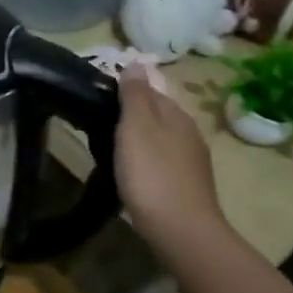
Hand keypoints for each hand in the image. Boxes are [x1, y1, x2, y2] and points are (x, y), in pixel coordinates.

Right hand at [114, 66, 222, 245]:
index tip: (101, 91)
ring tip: (112, 141)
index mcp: (176, 114)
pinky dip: (147, 156)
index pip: (152, 88)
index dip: (128, 87)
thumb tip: (136, 62)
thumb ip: (135, 94)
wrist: (181, 230)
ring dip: (141, 135)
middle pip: (159, 112)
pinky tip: (133, 168)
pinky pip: (163, 159)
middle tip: (101, 115)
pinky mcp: (187, 185)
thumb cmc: (152, 173)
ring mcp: (191, 161)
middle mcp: (189, 132)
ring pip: (161, 136)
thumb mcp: (137, 126)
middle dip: (135, 110)